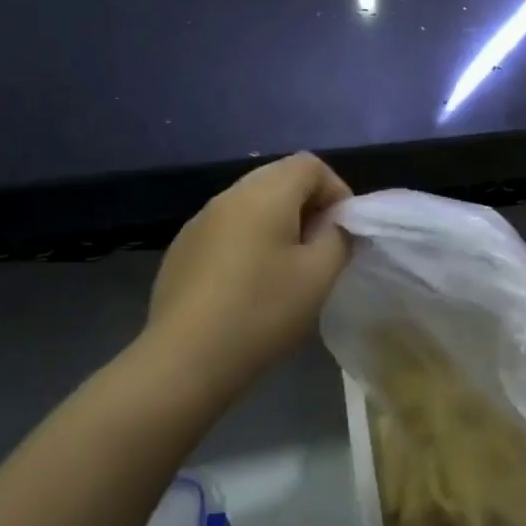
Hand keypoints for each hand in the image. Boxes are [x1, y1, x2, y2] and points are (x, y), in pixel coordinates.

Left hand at [142, 153, 352, 396]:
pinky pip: (227, 228)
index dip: (337, 191)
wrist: (184, 360)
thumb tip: (333, 225)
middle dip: (308, 206)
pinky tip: (248, 285)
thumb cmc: (262, 311)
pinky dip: (248, 241)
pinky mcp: (182, 249)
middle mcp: (229, 195)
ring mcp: (199, 221)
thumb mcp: (320, 275)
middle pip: (279, 178)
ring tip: (287, 268)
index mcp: (265, 193)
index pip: (311, 165)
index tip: (343, 231)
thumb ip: (338, 238)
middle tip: (320, 249)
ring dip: (278, 223)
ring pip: (251, 204)